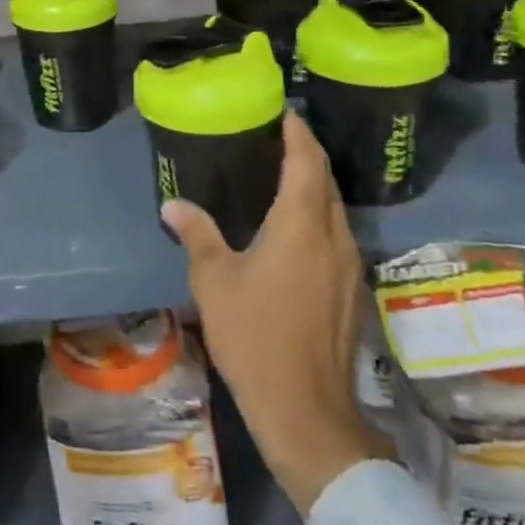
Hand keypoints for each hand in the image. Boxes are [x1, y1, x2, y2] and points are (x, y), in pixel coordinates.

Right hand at [161, 112, 374, 512]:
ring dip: (316, 187)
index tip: (286, 113)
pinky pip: (338, 235)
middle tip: (280, 138)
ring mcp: (349, 266)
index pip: (306, 162)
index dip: (298, 134)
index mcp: (300, 225)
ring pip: (336, 210)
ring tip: (285, 175)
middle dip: (307, 156)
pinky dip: (320, 216)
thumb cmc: (255, 335)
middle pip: (326, 182)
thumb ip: (197, 234)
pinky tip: (297, 228)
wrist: (305, 411)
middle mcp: (333, 237)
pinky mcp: (352, 292)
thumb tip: (173, 204)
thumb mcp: (214, 281)